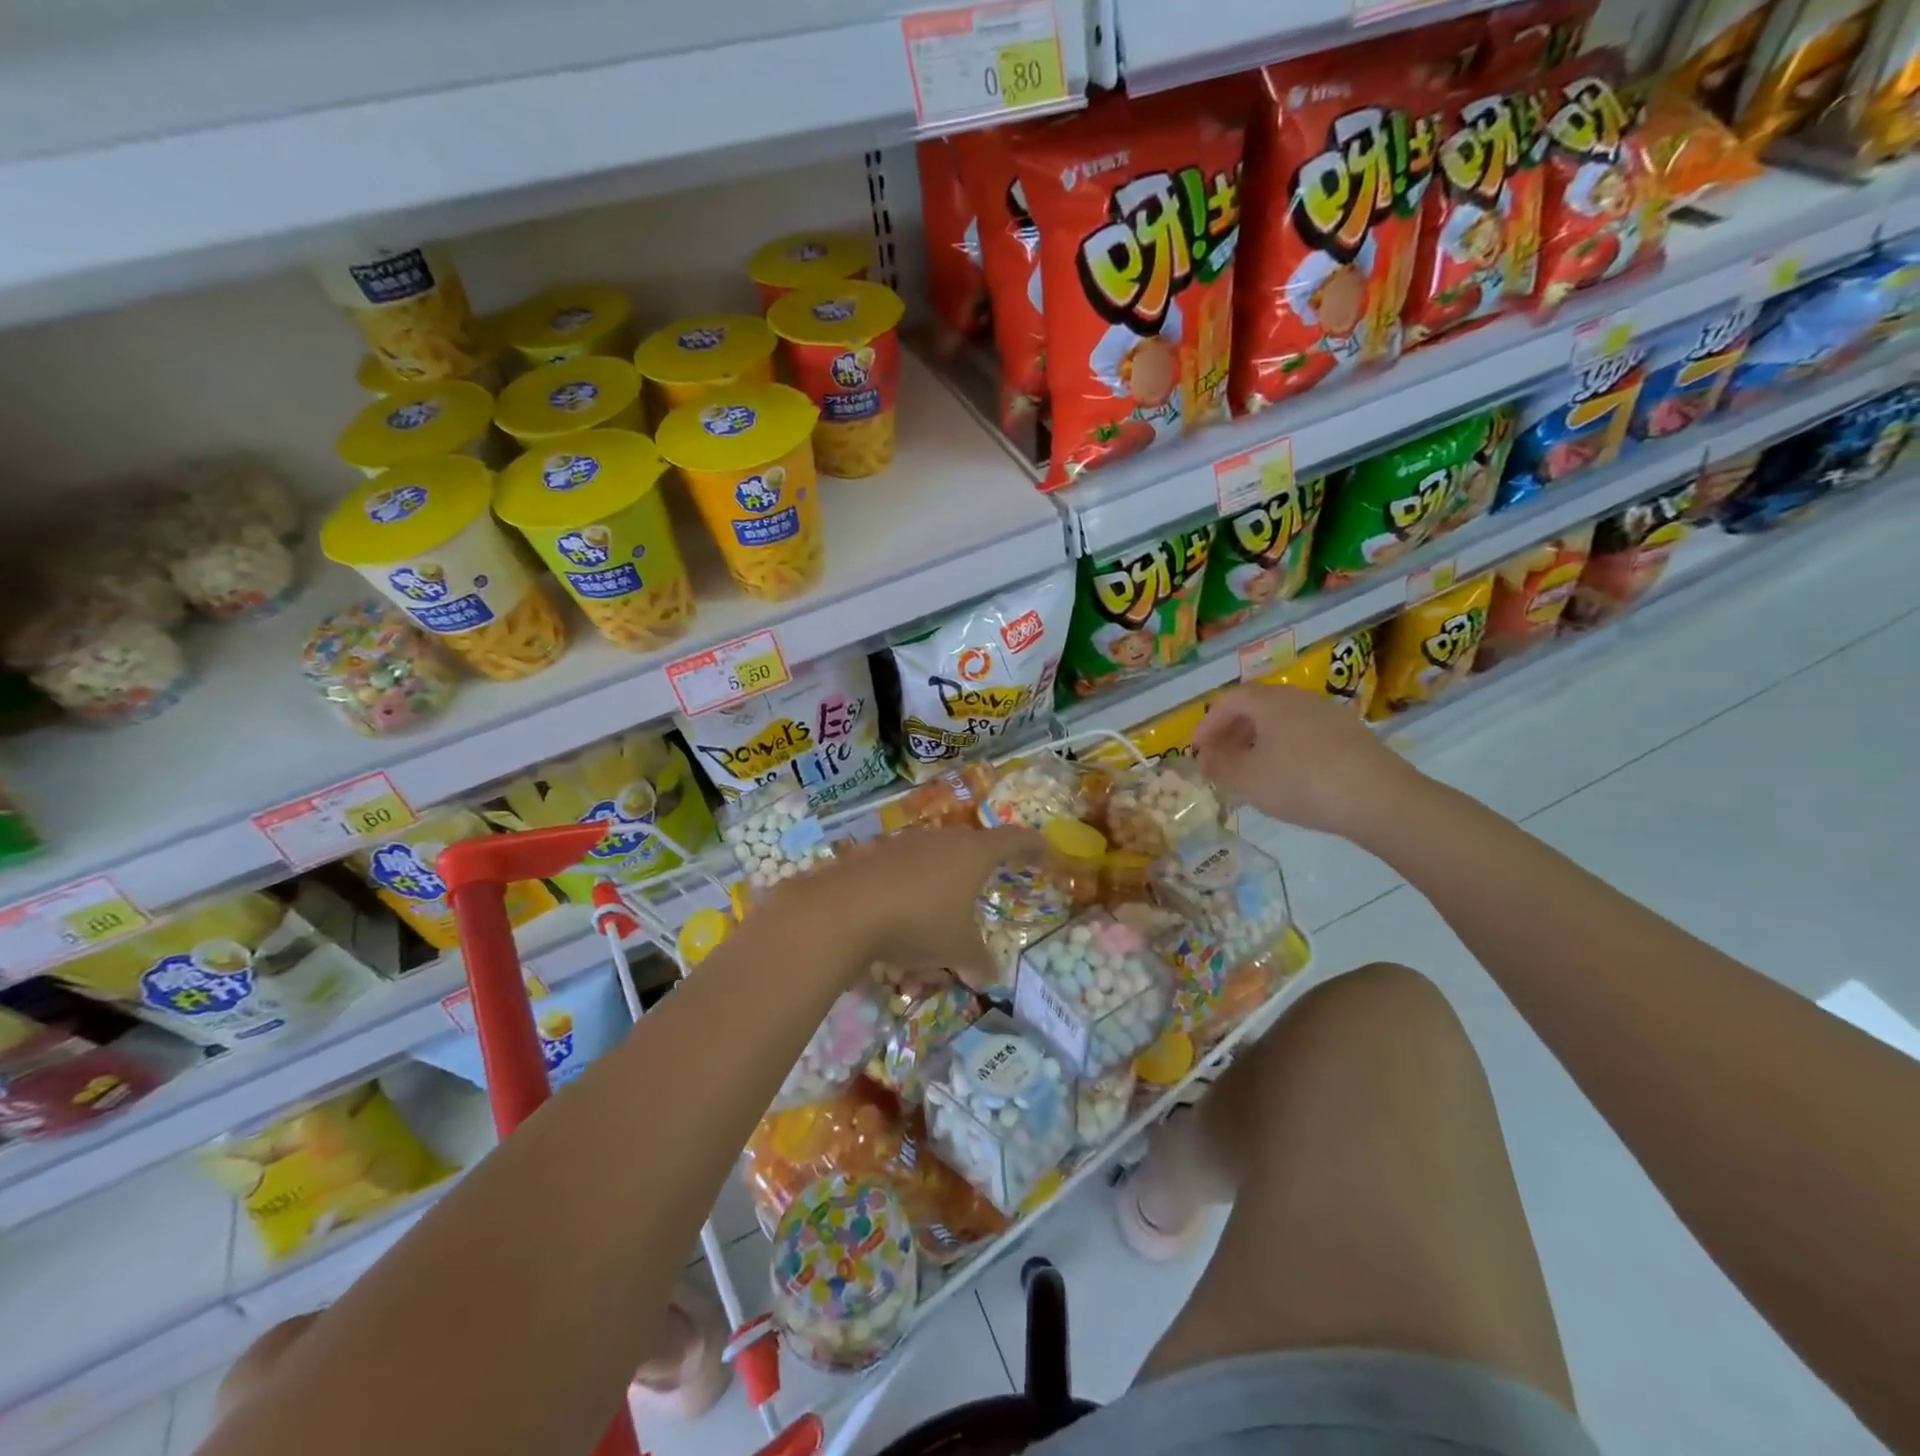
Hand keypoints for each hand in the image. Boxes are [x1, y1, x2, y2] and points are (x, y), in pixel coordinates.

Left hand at [770, 826, 1042, 985]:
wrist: (844, 910)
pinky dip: (909, 896)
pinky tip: (898, 926)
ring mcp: (904, 844)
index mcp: (973, 853)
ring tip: (937, 923)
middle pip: (970, 848)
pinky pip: (903, 873)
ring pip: (933, 863)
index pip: (1013, 840)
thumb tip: (989, 977)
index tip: (1045, 853)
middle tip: (986, 888)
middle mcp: (941, 840)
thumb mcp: (956, 949)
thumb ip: (978, 962)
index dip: (1032, 846)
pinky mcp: (873, 856)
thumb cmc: (918, 922)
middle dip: (980, 870)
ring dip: (940, 889)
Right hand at [1190, 684, 1417, 838]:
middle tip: (1220, 759)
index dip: (1207, 724)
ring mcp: (1329, 714)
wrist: (1378, 798)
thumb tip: (1206, 758)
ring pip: (1283, 721)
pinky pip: (1305, 734)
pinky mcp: (1352, 735)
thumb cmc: (1300, 782)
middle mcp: (1299, 698)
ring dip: (1259, 740)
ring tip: (1251, 770)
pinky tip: (1288, 776)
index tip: (1197, 751)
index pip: (1228, 701)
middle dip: (1232, 732)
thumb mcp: (1247, 780)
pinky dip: (1286, 748)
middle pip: (1257, 707)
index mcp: (1270, 702)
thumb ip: (1219, 767)